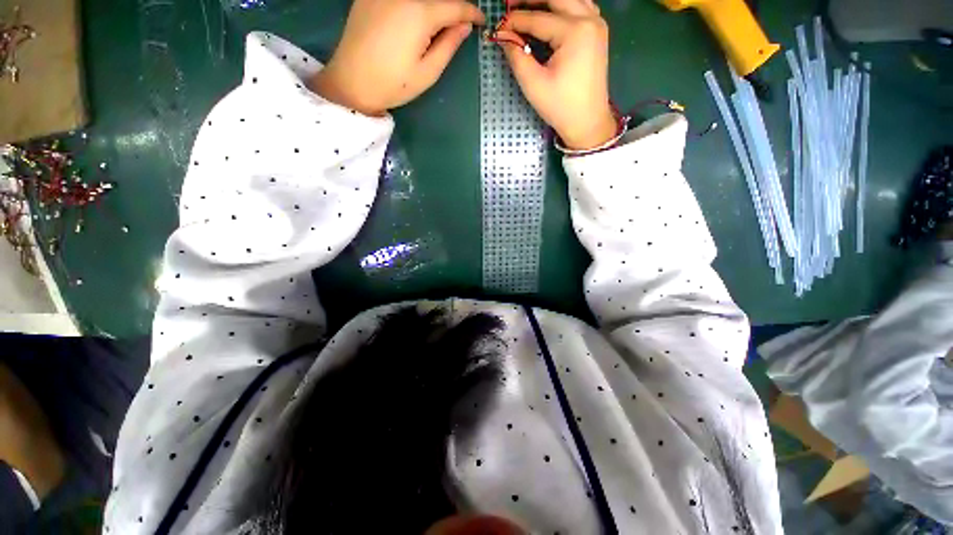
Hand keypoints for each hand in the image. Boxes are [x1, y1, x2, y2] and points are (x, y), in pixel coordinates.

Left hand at [311, 0, 484, 115]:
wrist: (351, 82)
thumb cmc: (393, 84)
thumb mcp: (428, 72)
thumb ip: (449, 45)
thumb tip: (464, 26)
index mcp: (420, 13)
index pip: (455, 6)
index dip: (471, 13)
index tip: (481, 22)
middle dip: (453, 7)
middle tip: (460, 23)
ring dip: (434, 6)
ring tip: (440, 24)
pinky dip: (414, 4)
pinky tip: (416, 19)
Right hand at [496, 0, 615, 149]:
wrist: (587, 122)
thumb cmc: (560, 107)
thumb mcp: (533, 84)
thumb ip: (517, 56)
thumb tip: (504, 36)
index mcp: (575, 32)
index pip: (538, 18)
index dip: (515, 21)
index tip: (499, 27)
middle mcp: (589, 20)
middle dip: (530, 1)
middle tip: (511, 7)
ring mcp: (597, 24)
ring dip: (548, 1)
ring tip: (528, 8)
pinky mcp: (598, 32)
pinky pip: (581, 6)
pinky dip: (564, 6)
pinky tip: (551, 13)